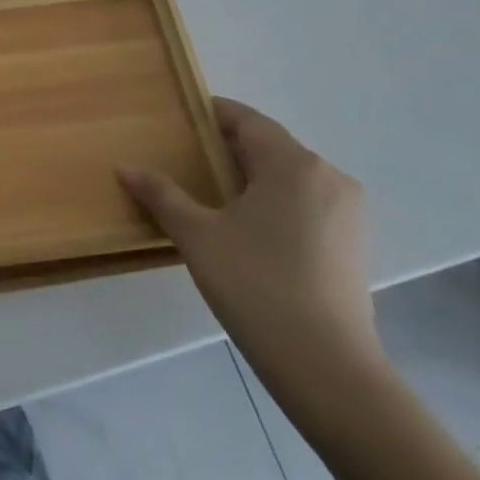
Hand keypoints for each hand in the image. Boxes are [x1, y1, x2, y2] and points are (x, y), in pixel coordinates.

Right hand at [118, 100, 384, 404]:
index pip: (248, 120)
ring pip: (290, 178)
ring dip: (252, 178)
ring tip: (211, 196)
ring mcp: (348, 213)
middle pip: (270, 147)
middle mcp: (328, 177)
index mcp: (293, 164)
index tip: (180, 119)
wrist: (326, 366)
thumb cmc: (255, 285)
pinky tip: (248, 230)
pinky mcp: (353, 244)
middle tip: (186, 160)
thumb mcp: (197, 235)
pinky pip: (307, 205)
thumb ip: (161, 195)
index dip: (212, 114)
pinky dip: (275, 204)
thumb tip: (125, 167)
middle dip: (228, 149)